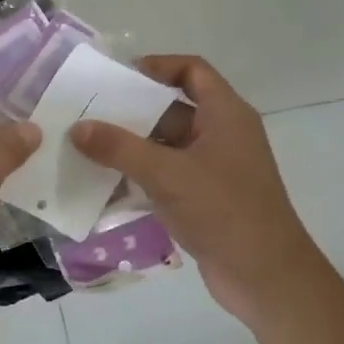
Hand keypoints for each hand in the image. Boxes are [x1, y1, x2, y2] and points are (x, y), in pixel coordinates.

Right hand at [71, 55, 321, 326]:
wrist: (265, 277)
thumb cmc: (223, 211)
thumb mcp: (167, 174)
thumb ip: (120, 148)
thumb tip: (78, 127)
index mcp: (226, 114)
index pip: (192, 70)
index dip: (157, 66)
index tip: (117, 78)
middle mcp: (221, 135)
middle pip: (172, 108)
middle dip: (131, 111)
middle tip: (88, 114)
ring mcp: (213, 169)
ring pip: (165, 146)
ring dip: (130, 147)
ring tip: (86, 148)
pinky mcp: (204, 199)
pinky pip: (166, 176)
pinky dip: (139, 176)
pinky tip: (105, 185)